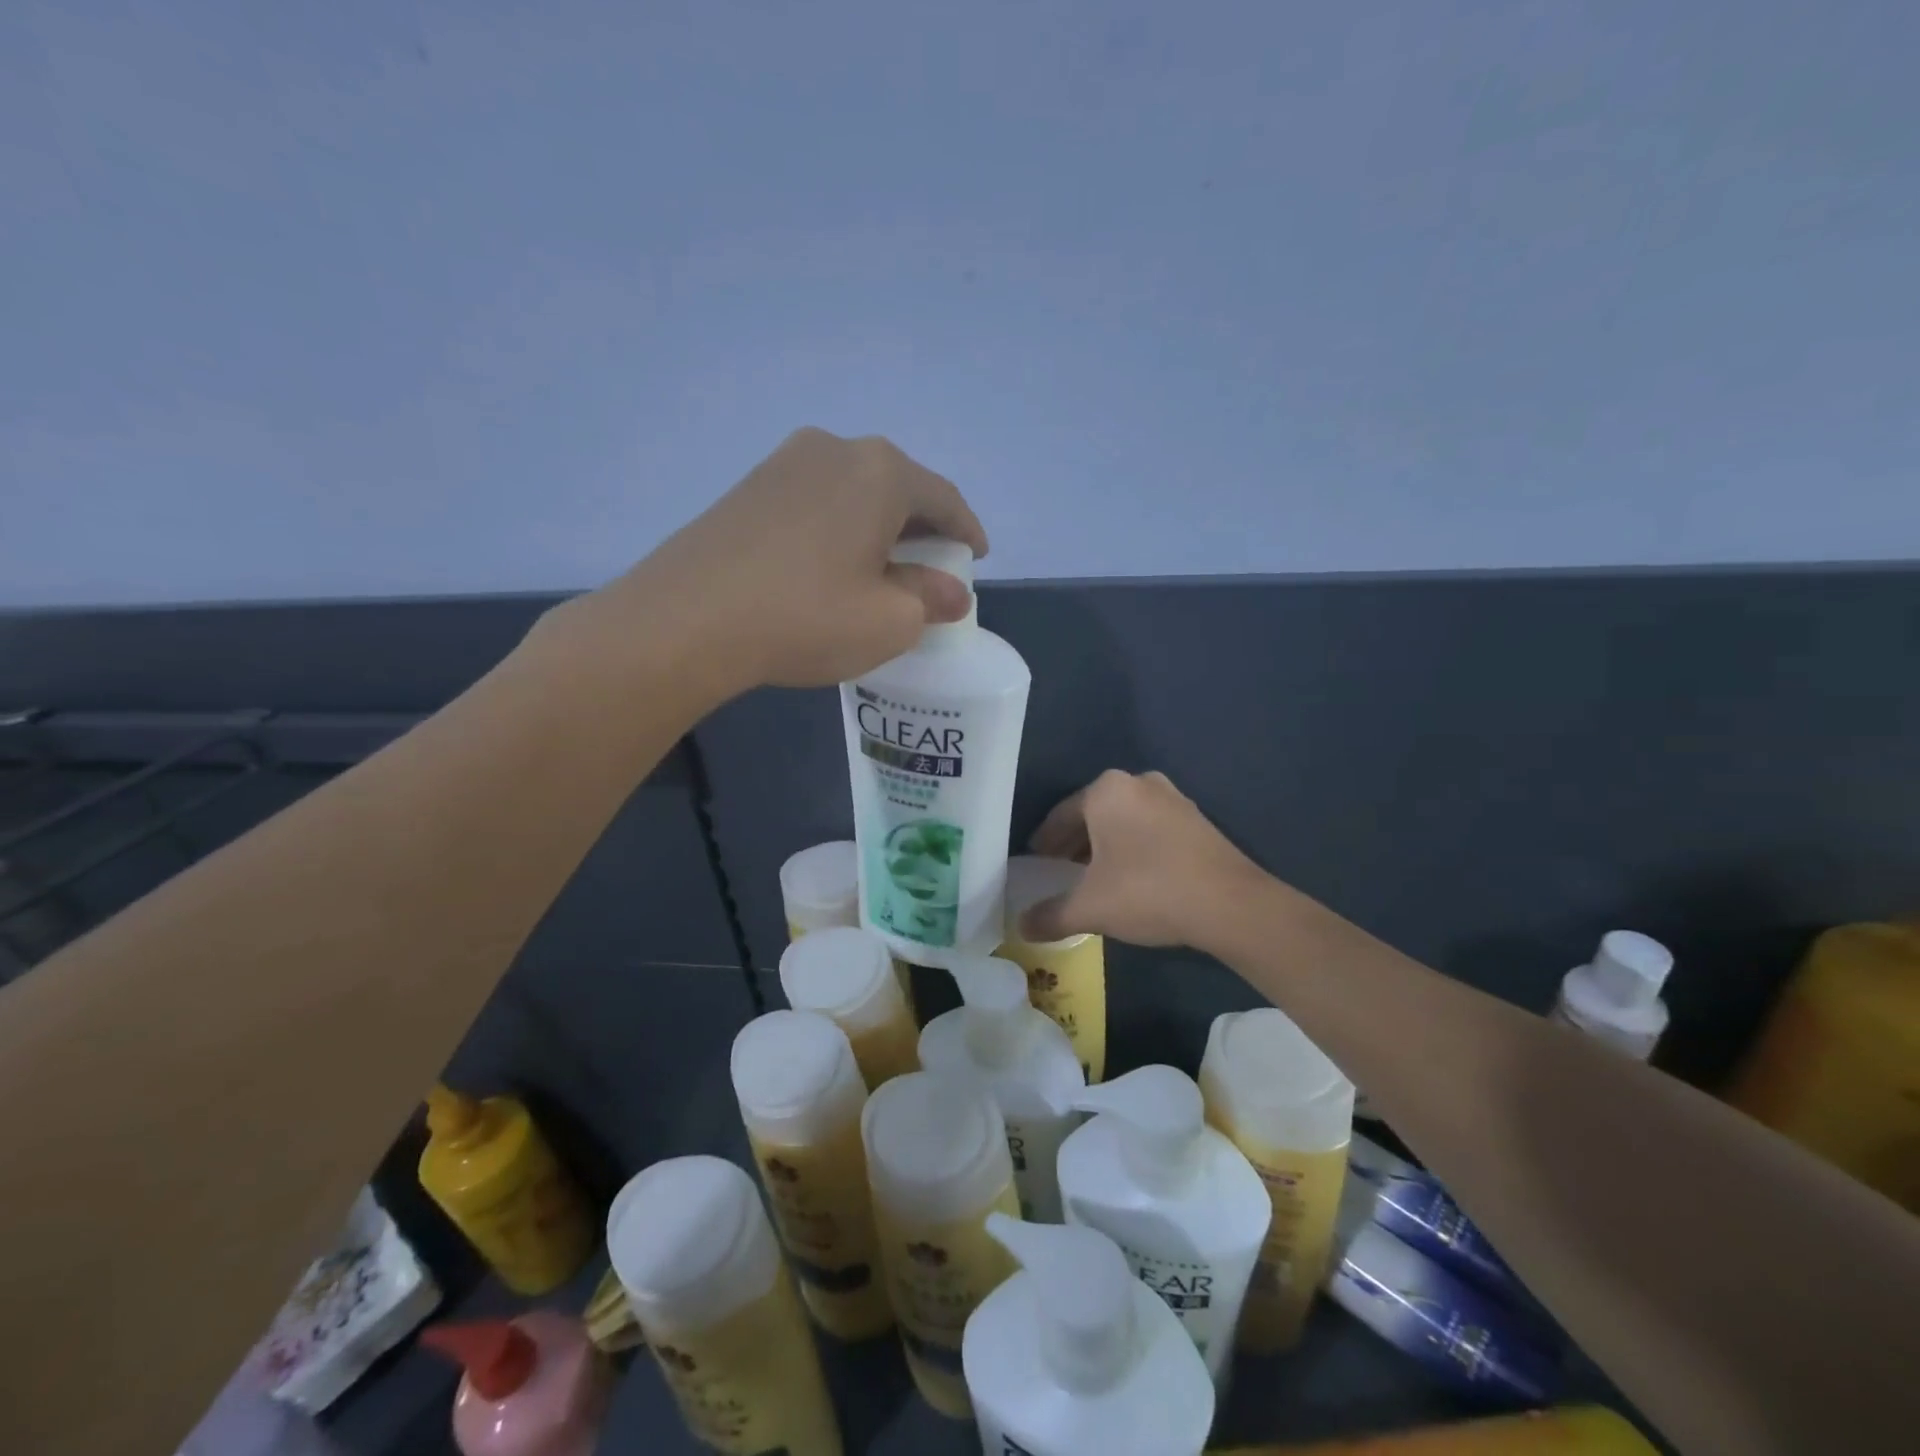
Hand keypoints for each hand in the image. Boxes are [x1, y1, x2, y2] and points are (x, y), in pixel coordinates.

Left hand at [586, 428, 987, 691]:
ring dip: (877, 527)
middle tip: (933, 567)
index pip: (944, 498)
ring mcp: (784, 463)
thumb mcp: (888, 621)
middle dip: (922, 528)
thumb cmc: (805, 616)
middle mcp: (835, 449)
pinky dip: (838, 529)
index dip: (967, 531)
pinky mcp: (748, 487)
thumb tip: (950, 592)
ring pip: (853, 493)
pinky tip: (832, 565)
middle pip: (897, 488)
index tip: (977, 558)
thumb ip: (930, 600)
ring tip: (883, 568)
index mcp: (881, 472)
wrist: (685, 620)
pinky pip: (815, 502)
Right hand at [1021, 770, 1267, 948]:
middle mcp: (1138, 783)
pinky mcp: (1197, 820)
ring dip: (1105, 846)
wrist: (1231, 905)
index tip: (1035, 862)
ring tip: (1093, 877)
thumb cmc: (1148, 891)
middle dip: (1074, 843)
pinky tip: (1131, 878)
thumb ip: (1050, 915)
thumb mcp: (1090, 907)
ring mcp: (1173, 798)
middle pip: (1093, 815)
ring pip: (1123, 821)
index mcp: (1107, 790)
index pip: (1061, 815)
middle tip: (1059, 871)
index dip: (1044, 842)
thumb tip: (1021, 927)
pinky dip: (1133, 848)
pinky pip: (1150, 829)